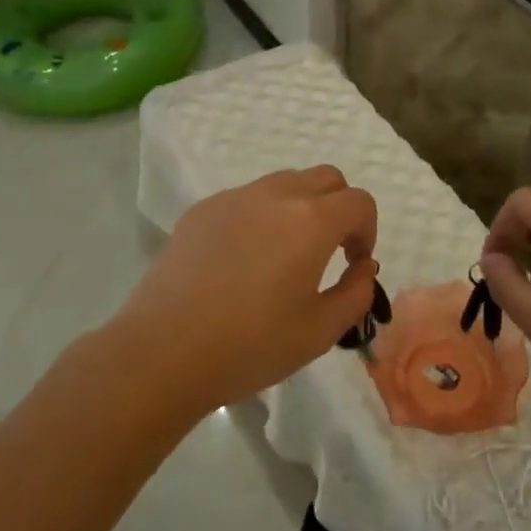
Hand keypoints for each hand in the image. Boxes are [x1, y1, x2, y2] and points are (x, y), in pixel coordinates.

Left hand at [113, 166, 379, 413]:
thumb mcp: (320, 332)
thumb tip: (362, 267)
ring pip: (284, 182)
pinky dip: (261, 216)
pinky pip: (246, 199)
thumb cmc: (250, 345)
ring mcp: (234, 198)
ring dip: (301, 207)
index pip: (359, 202)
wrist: (163, 351)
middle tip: (329, 251)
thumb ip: (356, 294)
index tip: (354, 265)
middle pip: (326, 178)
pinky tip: (243, 261)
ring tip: (286, 255)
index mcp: (311, 221)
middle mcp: (275, 196)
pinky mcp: (201, 210)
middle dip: (339, 208)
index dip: (367, 231)